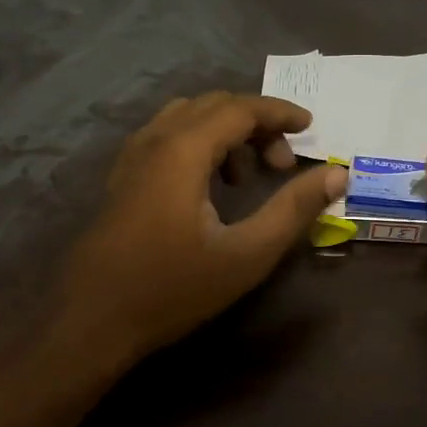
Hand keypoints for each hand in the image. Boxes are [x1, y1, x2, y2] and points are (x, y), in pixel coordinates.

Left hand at [51, 93, 345, 364]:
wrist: (91, 321)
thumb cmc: (173, 288)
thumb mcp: (246, 254)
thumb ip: (293, 209)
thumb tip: (336, 174)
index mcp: (183, 150)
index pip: (240, 108)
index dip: (280, 112)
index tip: (311, 126)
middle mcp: (154, 141)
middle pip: (213, 105)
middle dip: (256, 123)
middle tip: (284, 163)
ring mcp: (131, 158)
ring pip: (187, 119)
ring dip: (226, 132)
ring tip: (248, 177)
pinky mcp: (122, 178)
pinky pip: (167, 137)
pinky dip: (200, 144)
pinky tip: (209, 188)